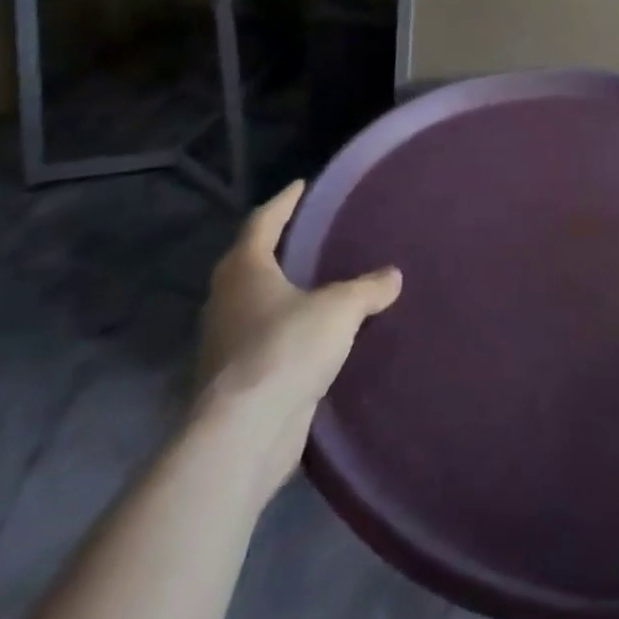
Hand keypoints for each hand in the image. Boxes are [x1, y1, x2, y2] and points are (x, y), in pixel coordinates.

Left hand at [196, 182, 401, 494]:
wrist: (245, 433)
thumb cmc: (287, 348)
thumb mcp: (340, 308)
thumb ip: (368, 288)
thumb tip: (393, 275)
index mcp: (244, 270)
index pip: (263, 222)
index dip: (283, 202)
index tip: (301, 185)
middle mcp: (226, 300)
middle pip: (251, 262)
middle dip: (278, 248)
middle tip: (310, 234)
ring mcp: (225, 343)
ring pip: (256, 304)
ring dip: (282, 293)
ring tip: (317, 285)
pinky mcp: (235, 380)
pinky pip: (265, 340)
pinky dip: (287, 331)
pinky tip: (314, 337)